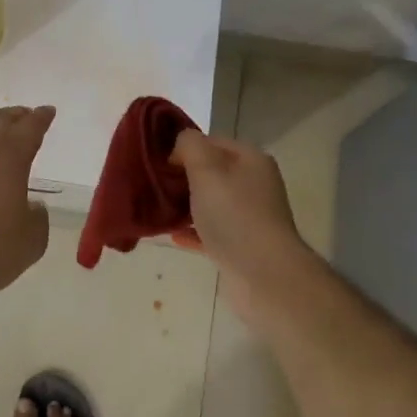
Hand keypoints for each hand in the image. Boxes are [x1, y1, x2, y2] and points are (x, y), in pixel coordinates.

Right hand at [170, 129, 312, 319]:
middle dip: (182, 178)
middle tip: (153, 186)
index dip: (184, 148)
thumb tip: (180, 144)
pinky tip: (171, 236)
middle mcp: (254, 184)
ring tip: (156, 209)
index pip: (212, 142)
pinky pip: (212, 232)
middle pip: (212, 173)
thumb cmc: (234, 215)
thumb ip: (190, 146)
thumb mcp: (207, 170)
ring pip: (211, 204)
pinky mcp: (242, 246)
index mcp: (250, 160)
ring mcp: (250, 217)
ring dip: (185, 206)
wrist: (264, 275)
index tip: (158, 162)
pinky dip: (193, 231)